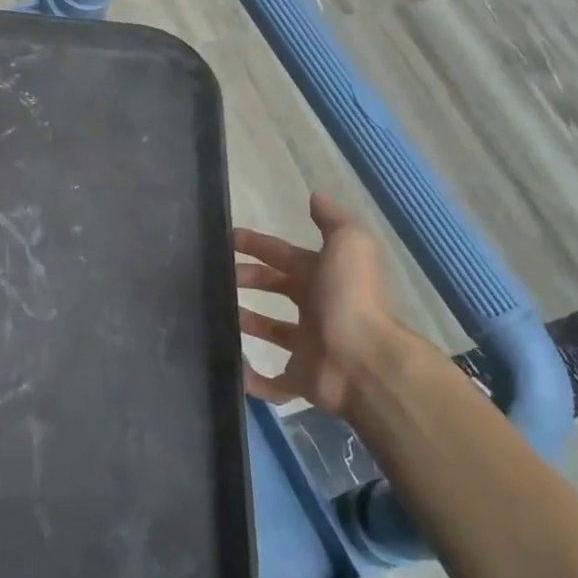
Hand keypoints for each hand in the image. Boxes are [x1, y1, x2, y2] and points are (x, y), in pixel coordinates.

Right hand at [236, 193, 407, 414]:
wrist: (363, 361)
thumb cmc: (349, 298)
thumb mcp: (349, 244)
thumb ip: (333, 219)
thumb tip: (315, 196)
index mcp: (323, 277)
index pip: (283, 255)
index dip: (256, 245)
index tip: (226, 239)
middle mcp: (317, 308)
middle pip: (276, 288)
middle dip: (248, 279)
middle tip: (214, 276)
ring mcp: (309, 347)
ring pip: (272, 331)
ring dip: (247, 321)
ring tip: (215, 314)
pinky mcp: (301, 380)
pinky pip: (271, 381)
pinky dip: (251, 377)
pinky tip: (231, 364)